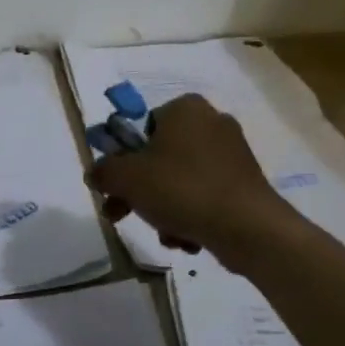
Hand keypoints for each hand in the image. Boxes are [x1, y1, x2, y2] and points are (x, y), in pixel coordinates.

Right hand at [87, 94, 298, 271]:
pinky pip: (204, 195)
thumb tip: (96, 174)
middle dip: (140, 190)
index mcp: (185, 107)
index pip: (141, 126)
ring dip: (164, 208)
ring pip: (180, 180)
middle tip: (123, 214)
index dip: (122, 158)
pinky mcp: (244, 182)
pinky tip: (188, 238)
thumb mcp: (128, 178)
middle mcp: (211, 121)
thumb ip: (104, 171)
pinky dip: (191, 215)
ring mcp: (232, 152)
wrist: (248, 228)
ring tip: (165, 233)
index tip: (113, 187)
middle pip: (159, 156)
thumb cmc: (183, 189)